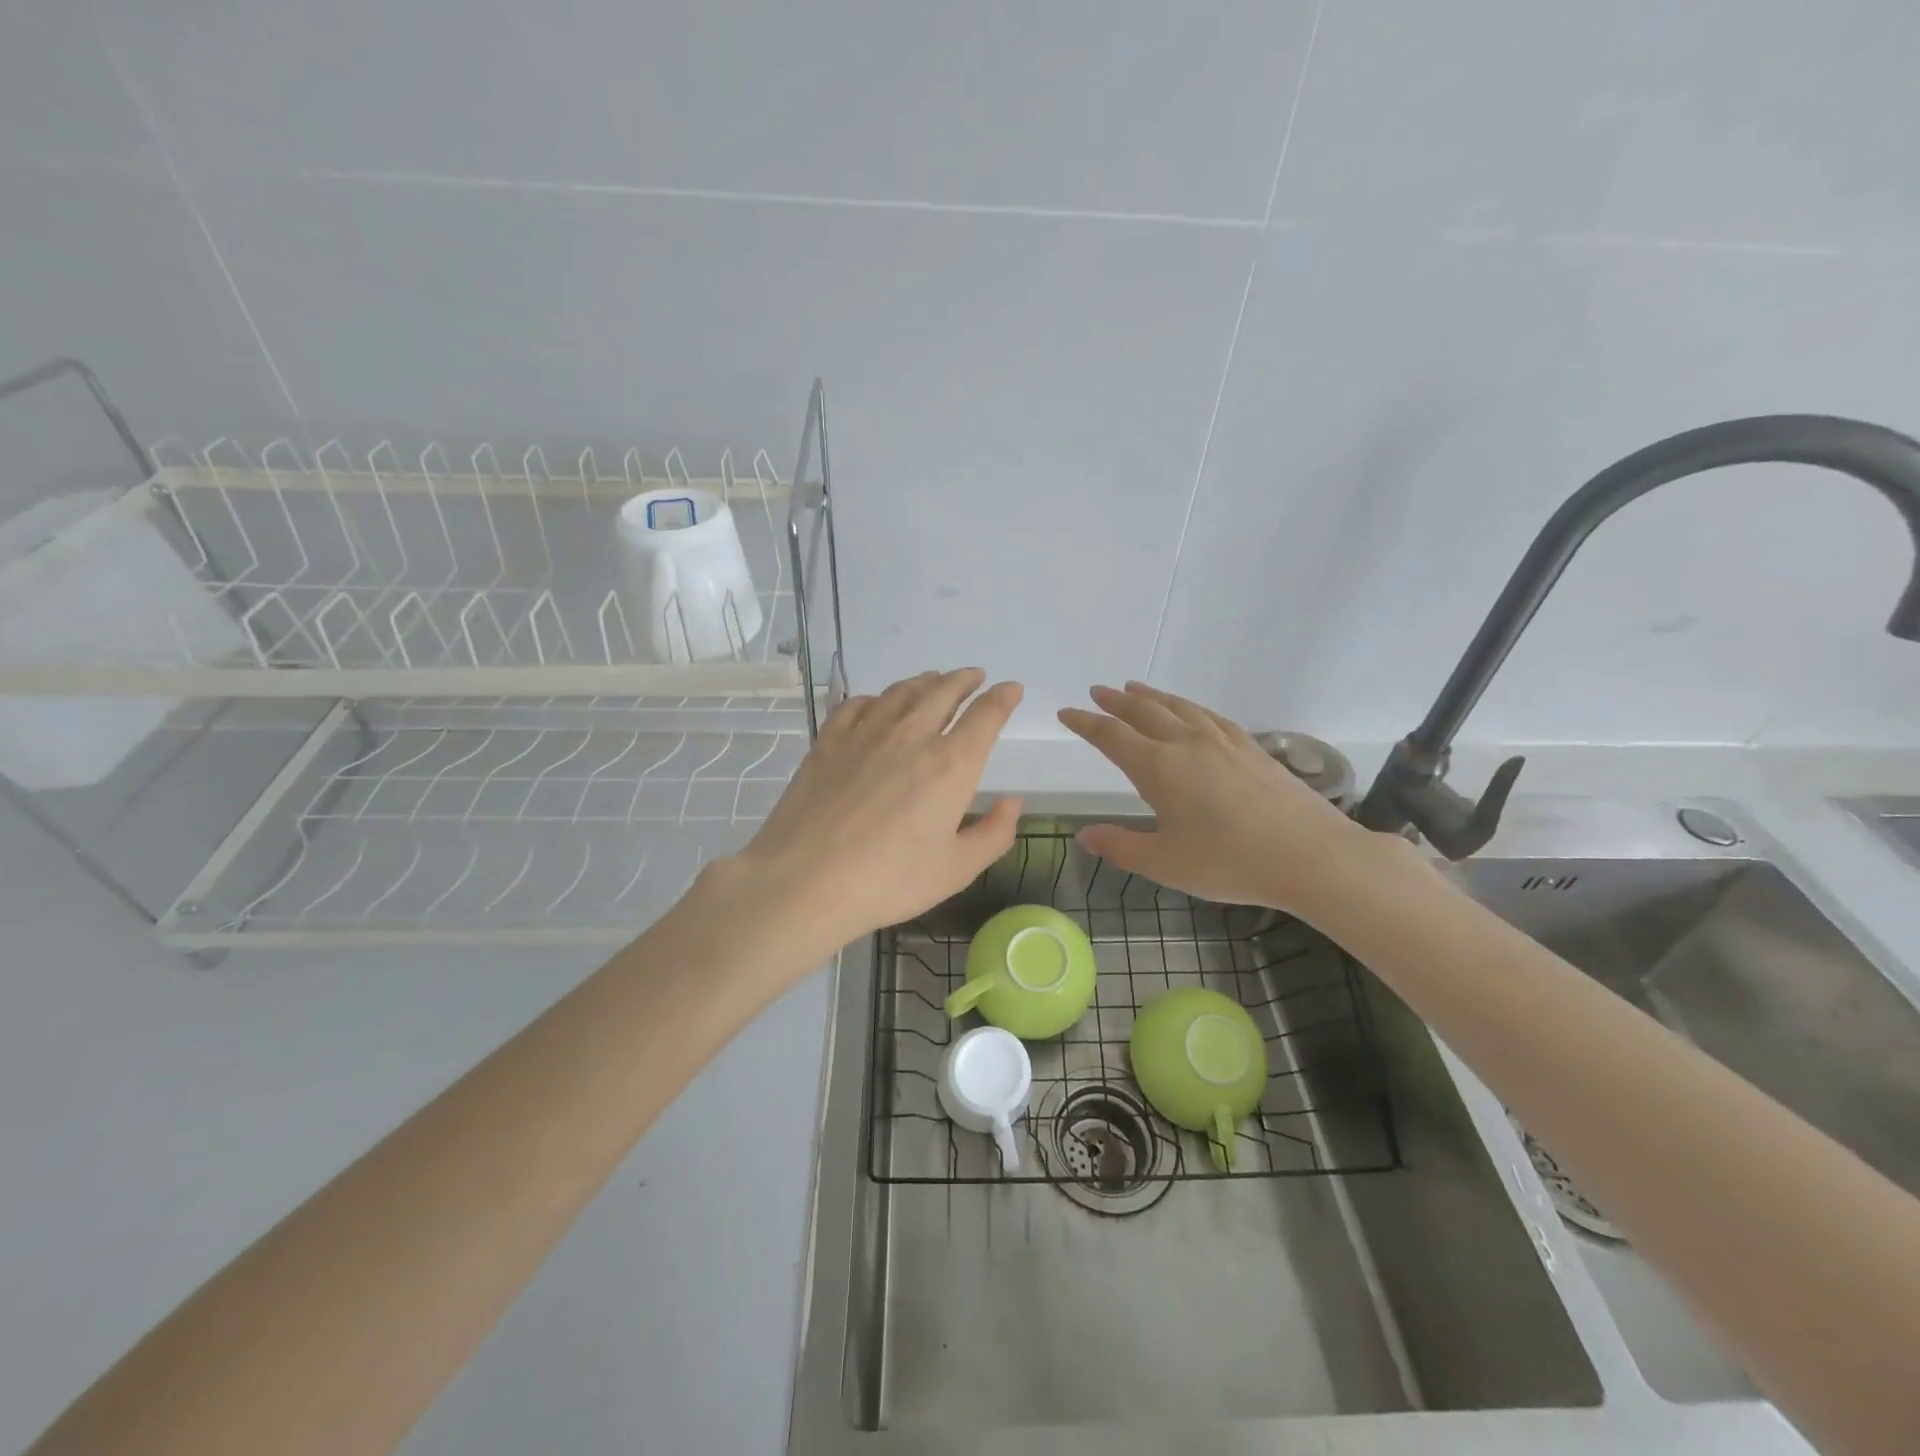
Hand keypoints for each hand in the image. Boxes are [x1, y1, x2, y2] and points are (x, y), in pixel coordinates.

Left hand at [728, 669, 1023, 958]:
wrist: (806, 880)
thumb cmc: (890, 880)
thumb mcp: (956, 869)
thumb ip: (994, 833)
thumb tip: (1012, 801)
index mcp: (951, 764)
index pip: (986, 715)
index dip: (1003, 697)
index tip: (1011, 689)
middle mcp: (912, 735)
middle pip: (944, 691)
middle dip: (965, 680)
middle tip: (974, 676)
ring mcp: (866, 733)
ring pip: (902, 692)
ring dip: (925, 681)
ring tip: (934, 680)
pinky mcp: (830, 740)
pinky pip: (858, 704)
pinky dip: (877, 698)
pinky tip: (877, 704)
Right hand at [1058, 682, 1380, 918]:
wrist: (1310, 855)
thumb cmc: (1229, 862)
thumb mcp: (1165, 863)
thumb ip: (1121, 846)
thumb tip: (1085, 836)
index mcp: (1159, 767)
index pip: (1111, 736)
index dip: (1085, 723)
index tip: (1067, 713)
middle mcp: (1187, 743)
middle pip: (1143, 712)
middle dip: (1115, 701)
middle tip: (1098, 691)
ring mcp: (1223, 741)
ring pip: (1179, 707)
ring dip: (1152, 697)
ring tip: (1135, 689)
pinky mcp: (1251, 748)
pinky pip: (1210, 716)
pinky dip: (1189, 707)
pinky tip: (1191, 711)